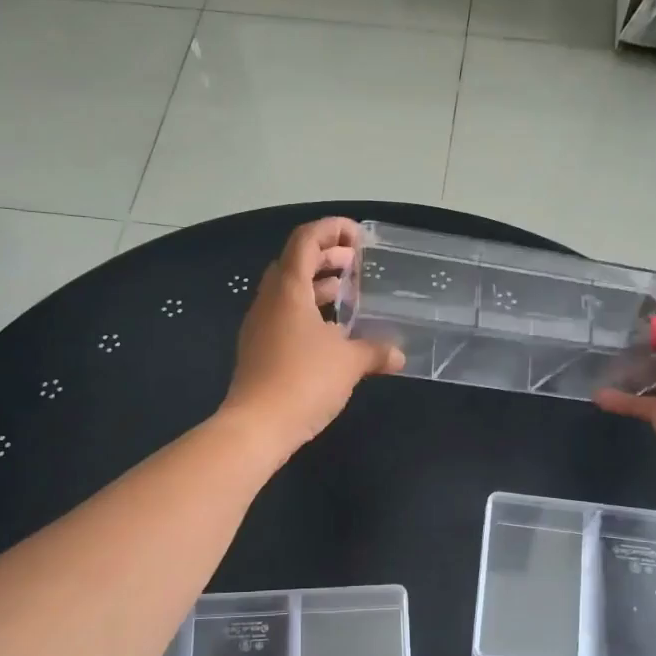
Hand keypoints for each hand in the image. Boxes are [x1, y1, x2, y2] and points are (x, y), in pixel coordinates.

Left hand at [221, 217, 404, 455]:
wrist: (257, 426)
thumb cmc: (304, 381)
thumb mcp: (349, 363)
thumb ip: (375, 351)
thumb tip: (398, 354)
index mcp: (289, 289)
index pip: (306, 240)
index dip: (331, 229)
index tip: (358, 236)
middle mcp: (269, 300)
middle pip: (295, 262)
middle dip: (326, 257)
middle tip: (355, 265)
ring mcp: (259, 325)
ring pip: (288, 291)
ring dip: (317, 285)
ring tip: (347, 294)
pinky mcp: (258, 349)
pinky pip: (284, 316)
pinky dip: (308, 312)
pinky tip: (330, 333)